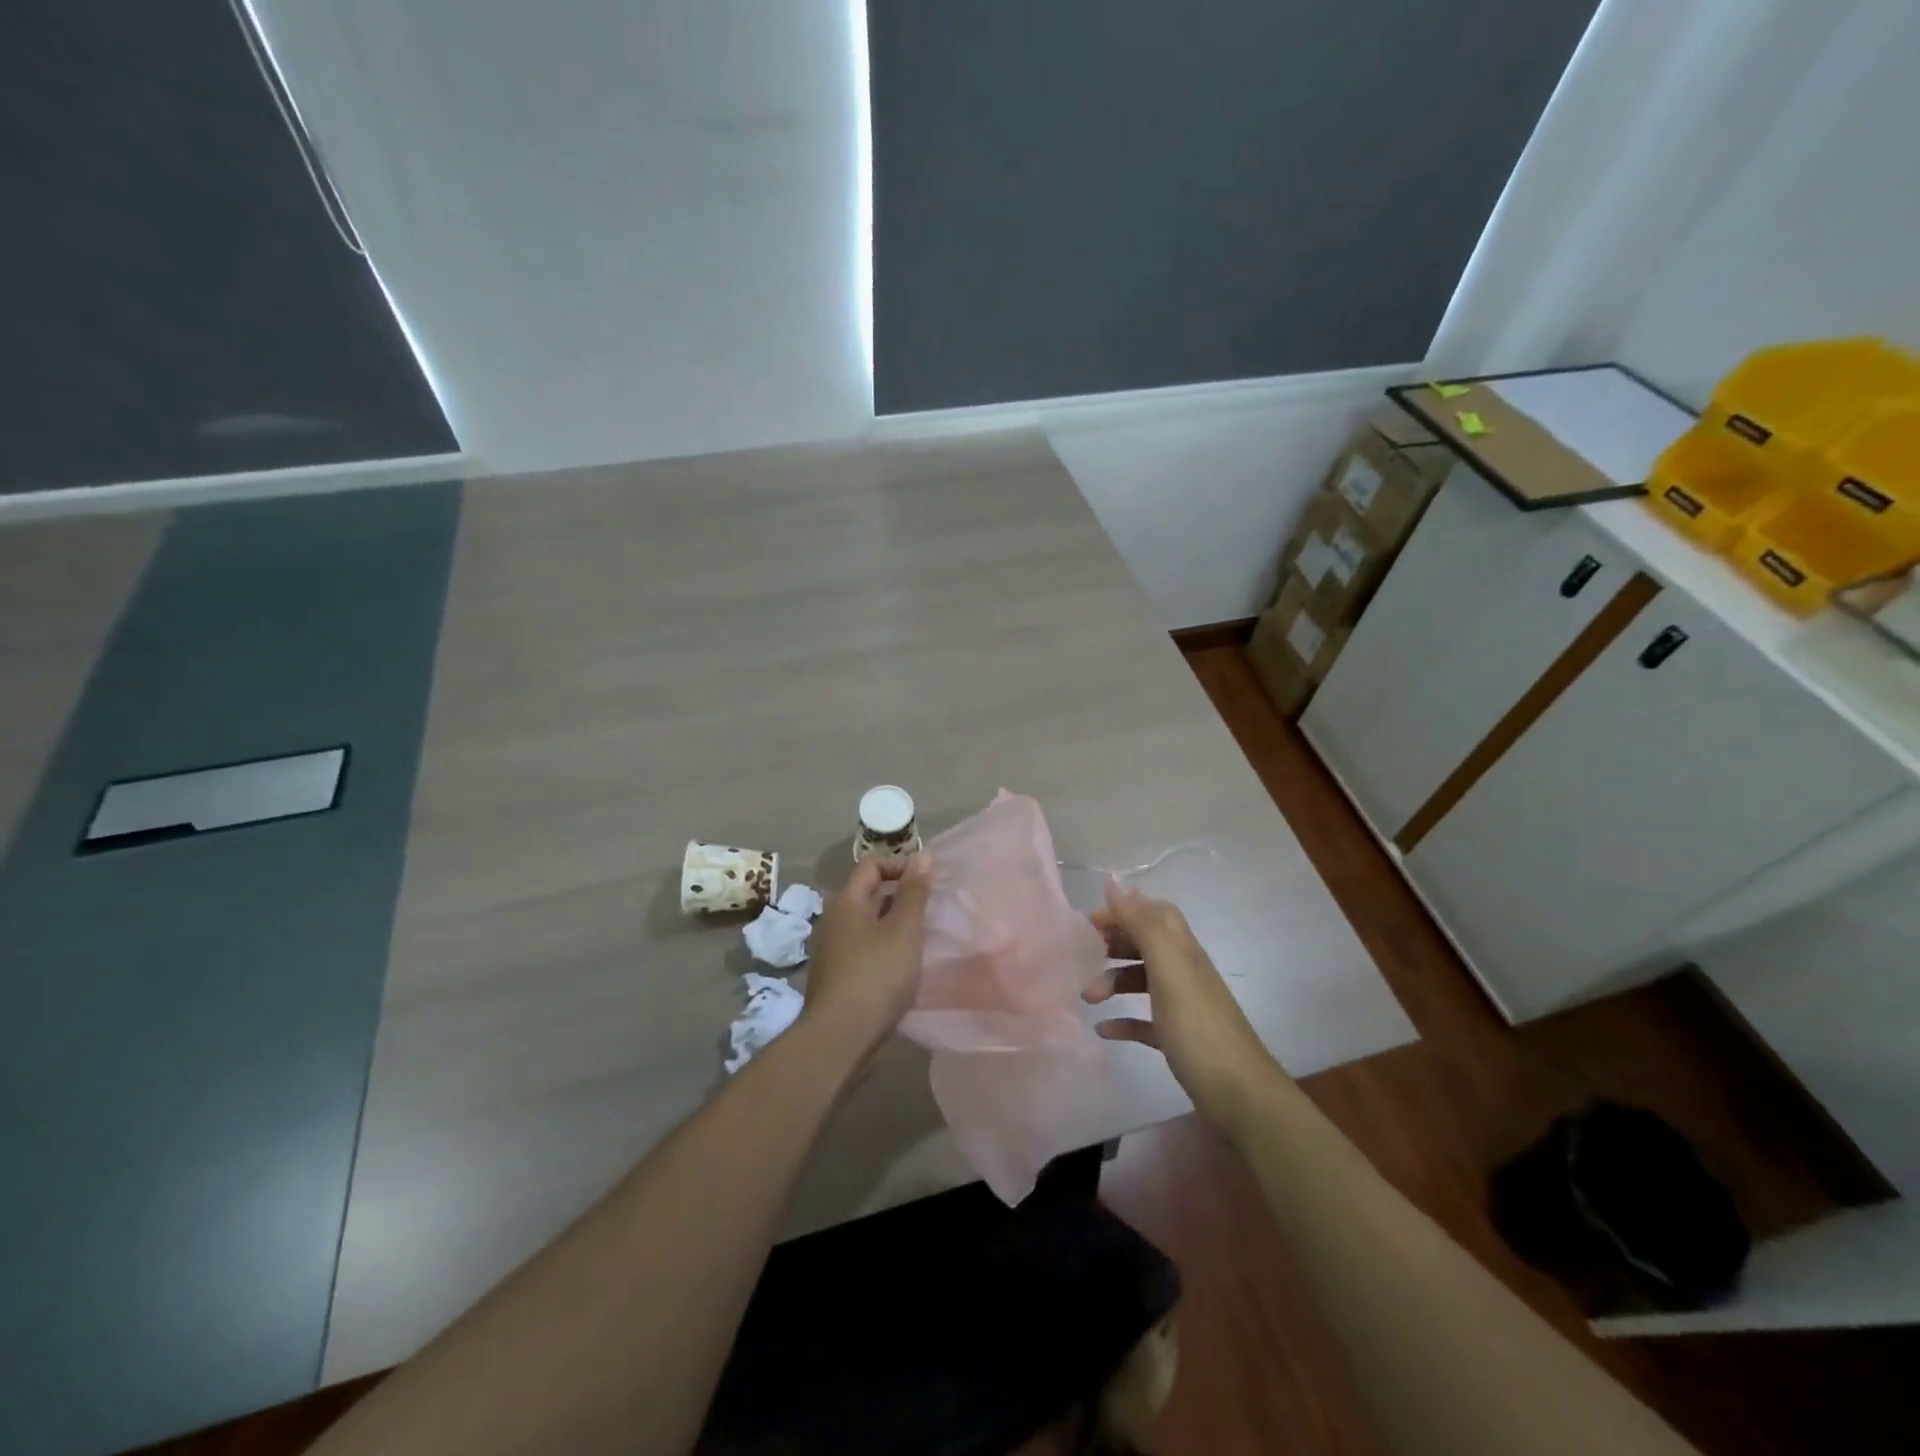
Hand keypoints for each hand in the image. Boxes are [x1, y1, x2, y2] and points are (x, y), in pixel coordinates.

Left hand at [801, 854, 933, 1061]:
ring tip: (923, 939)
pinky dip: (885, 949)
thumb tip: (923, 855)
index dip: (900, 866)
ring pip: (868, 924)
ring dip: (894, 925)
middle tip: (931, 910)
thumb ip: (914, 892)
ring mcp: (832, 950)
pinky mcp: (837, 977)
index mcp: (846, 902)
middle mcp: (833, 920)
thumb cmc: (876, 975)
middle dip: (900, 897)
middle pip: (869, 894)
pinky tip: (904, 967)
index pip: (871, 865)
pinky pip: (864, 950)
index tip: (928, 882)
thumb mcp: (904, 930)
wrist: (841, 1037)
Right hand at [1083, 877, 1278, 1118]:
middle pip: (1146, 944)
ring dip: (1113, 982)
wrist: (1239, 1096)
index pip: (1154, 913)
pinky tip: (1104, 1030)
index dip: (1125, 909)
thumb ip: (1142, 923)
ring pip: (1142, 980)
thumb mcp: (1168, 969)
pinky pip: (1145, 1020)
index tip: (1091, 920)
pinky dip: (1123, 1021)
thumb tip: (1113, 877)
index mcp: (1183, 950)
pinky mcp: (1178, 1039)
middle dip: (1115, 943)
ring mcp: (1183, 1007)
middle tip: (1084, 953)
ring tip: (1088, 997)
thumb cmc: (1198, 1027)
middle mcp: (1185, 972)